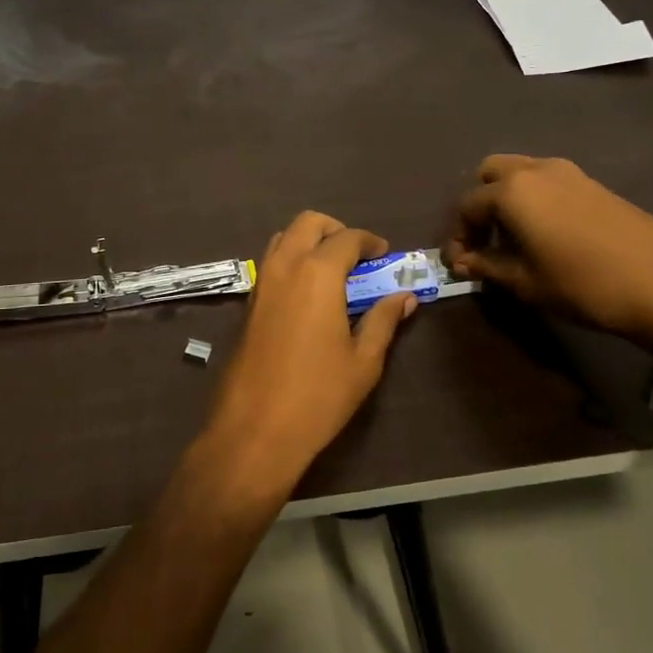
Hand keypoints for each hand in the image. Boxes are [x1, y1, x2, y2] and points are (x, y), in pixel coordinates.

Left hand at [201, 212, 417, 493]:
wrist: (255, 429)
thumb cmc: (318, 395)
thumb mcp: (363, 360)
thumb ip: (383, 320)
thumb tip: (405, 297)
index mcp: (317, 273)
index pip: (346, 238)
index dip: (369, 241)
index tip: (384, 254)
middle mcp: (284, 267)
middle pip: (308, 223)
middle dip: (335, 230)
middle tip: (358, 255)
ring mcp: (261, 283)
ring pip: (283, 239)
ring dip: (309, 241)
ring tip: (334, 271)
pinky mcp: (248, 304)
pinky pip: (270, 263)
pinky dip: (291, 260)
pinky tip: (309, 293)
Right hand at [445, 155, 652, 351]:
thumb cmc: (582, 284)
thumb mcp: (525, 282)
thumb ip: (487, 266)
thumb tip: (464, 262)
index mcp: (511, 191)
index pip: (467, 205)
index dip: (459, 235)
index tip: (462, 263)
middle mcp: (534, 170)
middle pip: (490, 172)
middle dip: (480, 203)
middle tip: (486, 239)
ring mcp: (567, 172)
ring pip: (521, 172)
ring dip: (507, 197)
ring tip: (515, 237)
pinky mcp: (592, 183)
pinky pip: (547, 180)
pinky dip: (534, 198)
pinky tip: (546, 233)